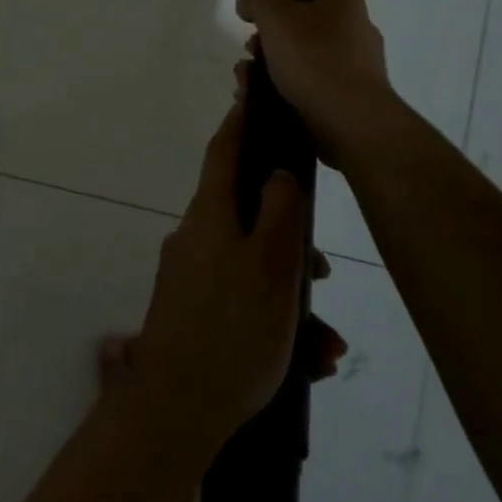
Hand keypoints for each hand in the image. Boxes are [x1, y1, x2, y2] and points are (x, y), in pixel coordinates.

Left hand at [133, 102, 317, 450]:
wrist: (177, 407)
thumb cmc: (234, 329)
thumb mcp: (272, 266)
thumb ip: (280, 212)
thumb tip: (279, 171)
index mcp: (210, 215)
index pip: (225, 151)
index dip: (241, 122)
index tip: (251, 94)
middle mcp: (194, 236)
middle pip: (247, 215)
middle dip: (289, 238)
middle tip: (321, 272)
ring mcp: (189, 276)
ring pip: (251, 266)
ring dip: (290, 294)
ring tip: (325, 343)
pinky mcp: (191, 311)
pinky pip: (240, 300)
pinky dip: (273, 320)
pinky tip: (307, 363)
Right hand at [234, 0, 391, 165]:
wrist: (351, 124)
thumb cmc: (316, 60)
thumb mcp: (276, 18)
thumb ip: (258, 1)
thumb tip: (252, 5)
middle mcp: (351, 25)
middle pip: (306, 9)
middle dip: (273, 20)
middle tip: (252, 34)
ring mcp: (351, 61)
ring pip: (300, 46)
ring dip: (270, 55)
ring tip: (247, 72)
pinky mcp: (343, 93)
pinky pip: (304, 77)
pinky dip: (280, 80)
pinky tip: (258, 93)